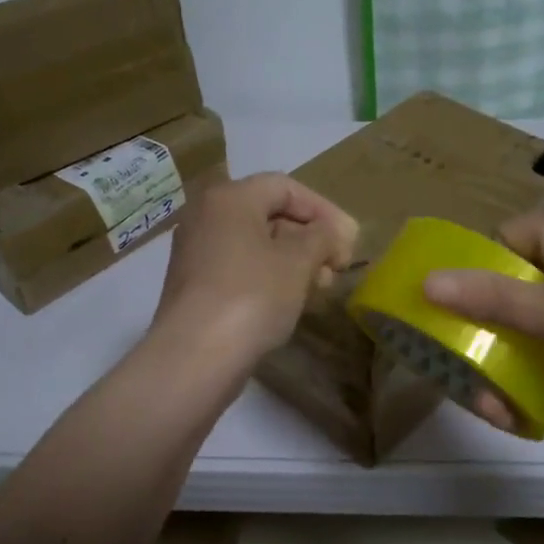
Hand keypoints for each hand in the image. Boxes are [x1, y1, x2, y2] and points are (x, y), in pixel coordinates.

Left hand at [150, 173, 357, 369]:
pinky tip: (290, 301)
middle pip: (269, 214)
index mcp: (229, 198)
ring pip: (255, 244)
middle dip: (309, 237)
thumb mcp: (298, 261)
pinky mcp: (194, 285)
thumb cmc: (252, 296)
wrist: (194, 357)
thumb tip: (334, 232)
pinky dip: (268, 276)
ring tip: (320, 287)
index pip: (285, 187)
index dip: (323, 210)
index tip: (349, 240)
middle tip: (337, 266)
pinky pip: (239, 268)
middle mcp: (206, 216)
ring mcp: (196, 252)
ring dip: (293, 260)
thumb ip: (323, 237)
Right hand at [423, 205, 543, 438]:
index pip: (501, 242)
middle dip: (488, 326)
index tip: (445, 322)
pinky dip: (541, 356)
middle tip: (467, 370)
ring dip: (511, 349)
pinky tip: (524, 395)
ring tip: (492, 399)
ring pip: (536, 310)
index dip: (469, 277)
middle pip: (515, 278)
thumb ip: (497, 298)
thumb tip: (428, 281)